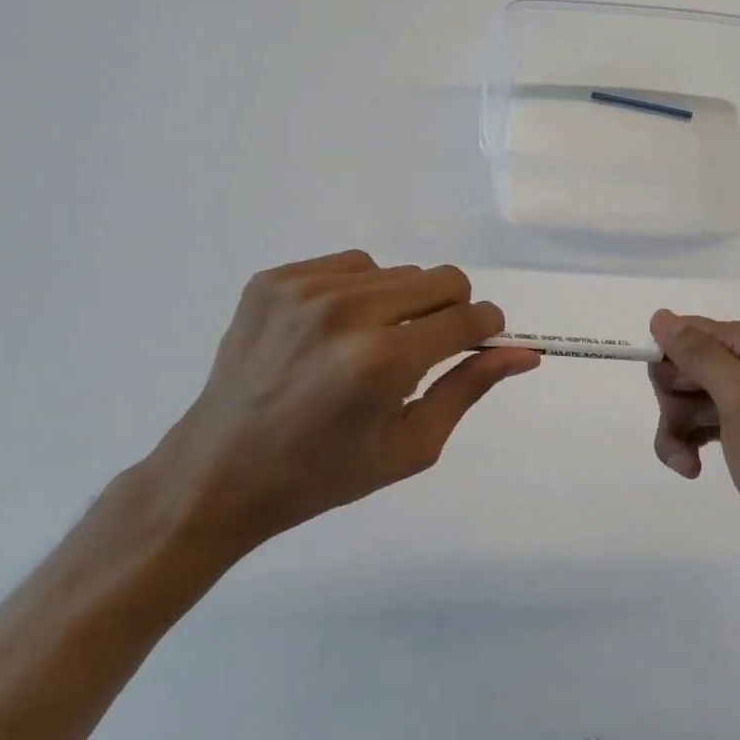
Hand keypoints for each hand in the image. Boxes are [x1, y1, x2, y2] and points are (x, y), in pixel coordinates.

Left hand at [145, 252, 538, 560]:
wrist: (216, 474)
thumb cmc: (323, 474)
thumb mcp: (410, 446)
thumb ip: (469, 389)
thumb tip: (524, 353)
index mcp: (384, 361)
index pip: (469, 315)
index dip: (486, 328)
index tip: (478, 341)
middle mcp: (348, 312)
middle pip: (443, 279)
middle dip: (449, 311)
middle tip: (420, 352)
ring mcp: (306, 289)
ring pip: (398, 271)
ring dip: (401, 303)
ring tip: (367, 346)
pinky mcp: (274, 279)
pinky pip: (351, 265)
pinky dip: (358, 293)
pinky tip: (333, 333)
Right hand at [647, 311, 739, 581]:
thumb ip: (699, 354)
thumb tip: (659, 316)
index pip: (682, 333)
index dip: (669, 367)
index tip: (676, 398)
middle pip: (679, 367)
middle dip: (672, 403)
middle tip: (688, 430)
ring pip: (682, 399)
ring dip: (676, 430)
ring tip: (689, 465)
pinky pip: (695, 424)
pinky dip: (686, 444)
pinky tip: (693, 468)